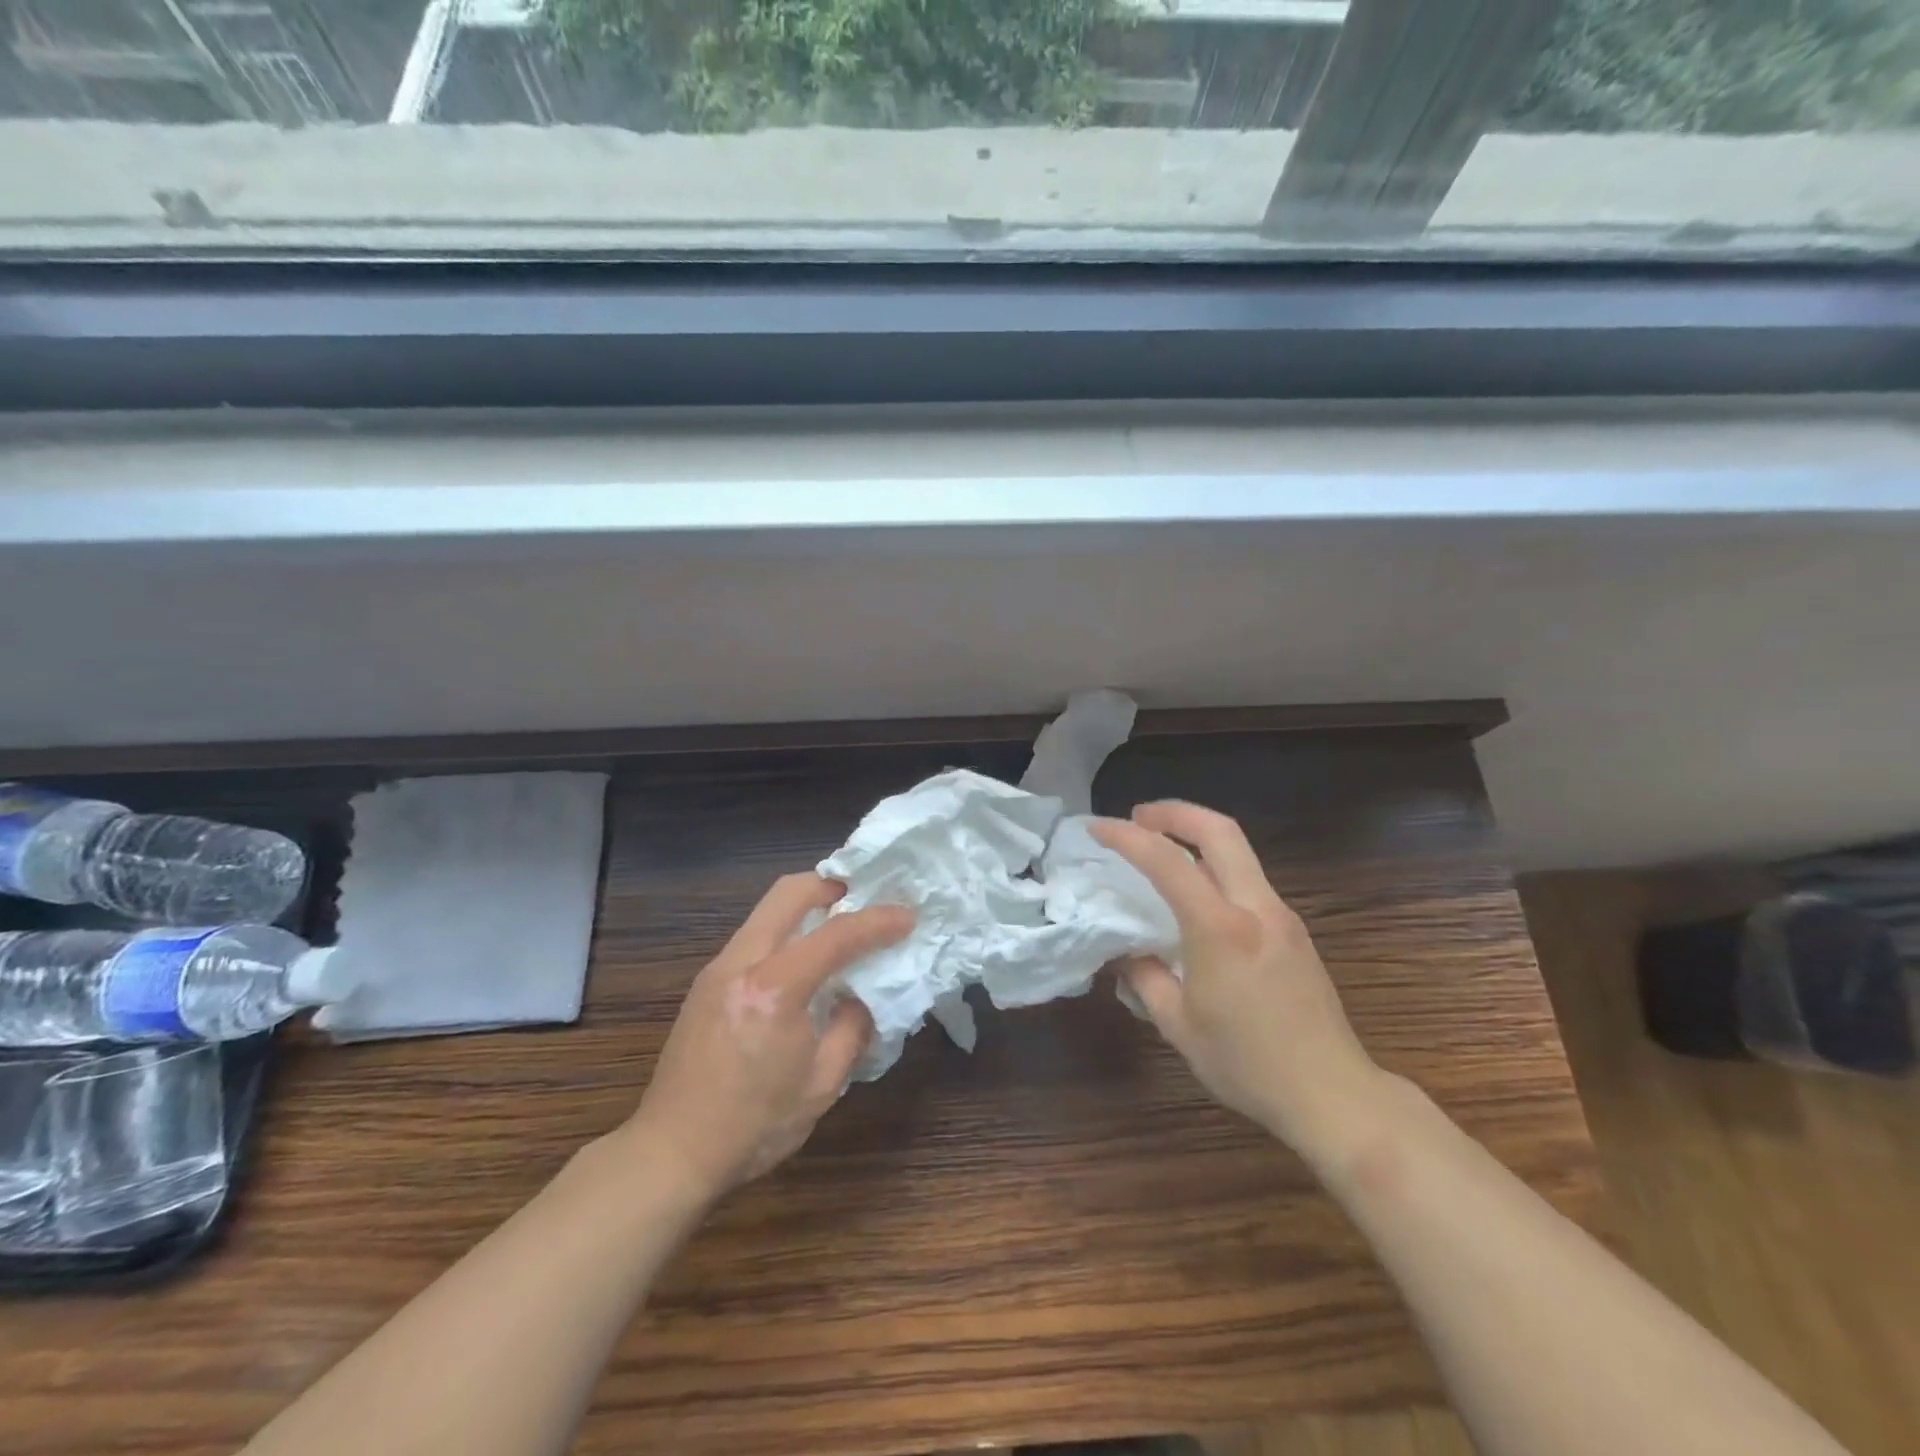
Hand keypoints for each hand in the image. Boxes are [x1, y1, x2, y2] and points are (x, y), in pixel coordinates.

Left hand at [627, 873, 911, 1200]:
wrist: (671, 1153)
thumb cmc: (753, 1126)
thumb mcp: (821, 1085)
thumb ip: (851, 1029)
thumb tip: (861, 996)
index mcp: (774, 990)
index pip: (836, 935)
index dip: (877, 922)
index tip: (907, 917)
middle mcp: (741, 964)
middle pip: (788, 892)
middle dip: (832, 884)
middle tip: (864, 896)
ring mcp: (717, 969)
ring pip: (767, 910)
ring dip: (806, 906)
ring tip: (838, 926)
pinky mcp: (706, 983)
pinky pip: (754, 936)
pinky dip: (785, 931)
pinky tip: (802, 962)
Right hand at [1092, 802, 1381, 1159]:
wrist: (1333, 1094)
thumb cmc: (1248, 1064)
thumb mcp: (1178, 1026)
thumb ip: (1145, 978)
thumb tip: (1126, 952)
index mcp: (1221, 929)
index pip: (1167, 861)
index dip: (1126, 837)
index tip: (1096, 829)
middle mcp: (1255, 908)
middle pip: (1219, 830)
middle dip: (1174, 812)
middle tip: (1138, 817)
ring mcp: (1282, 915)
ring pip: (1239, 851)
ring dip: (1197, 835)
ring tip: (1163, 850)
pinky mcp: (1294, 930)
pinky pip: (1249, 879)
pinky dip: (1216, 866)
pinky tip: (1198, 895)